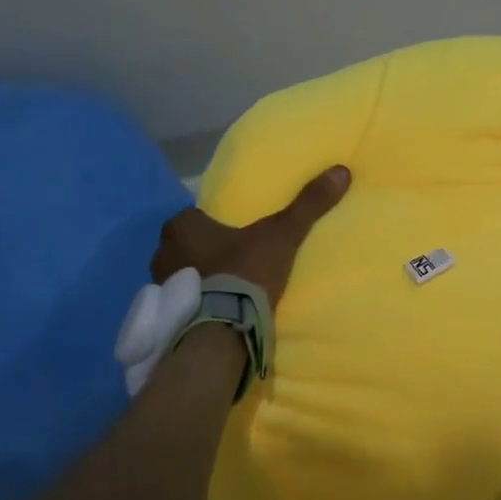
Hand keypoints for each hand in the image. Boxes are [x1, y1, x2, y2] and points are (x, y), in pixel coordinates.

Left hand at [150, 166, 351, 305]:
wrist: (223, 328)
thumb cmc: (244, 271)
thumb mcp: (282, 235)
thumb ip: (308, 204)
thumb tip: (341, 171)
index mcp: (181, 226)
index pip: (195, 218)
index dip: (216, 226)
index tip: (236, 235)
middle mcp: (162, 252)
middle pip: (186, 247)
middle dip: (204, 253)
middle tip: (234, 261)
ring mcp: (159, 287)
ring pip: (182, 275)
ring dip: (199, 281)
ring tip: (227, 290)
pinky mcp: (165, 317)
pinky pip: (182, 304)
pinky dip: (195, 305)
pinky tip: (216, 312)